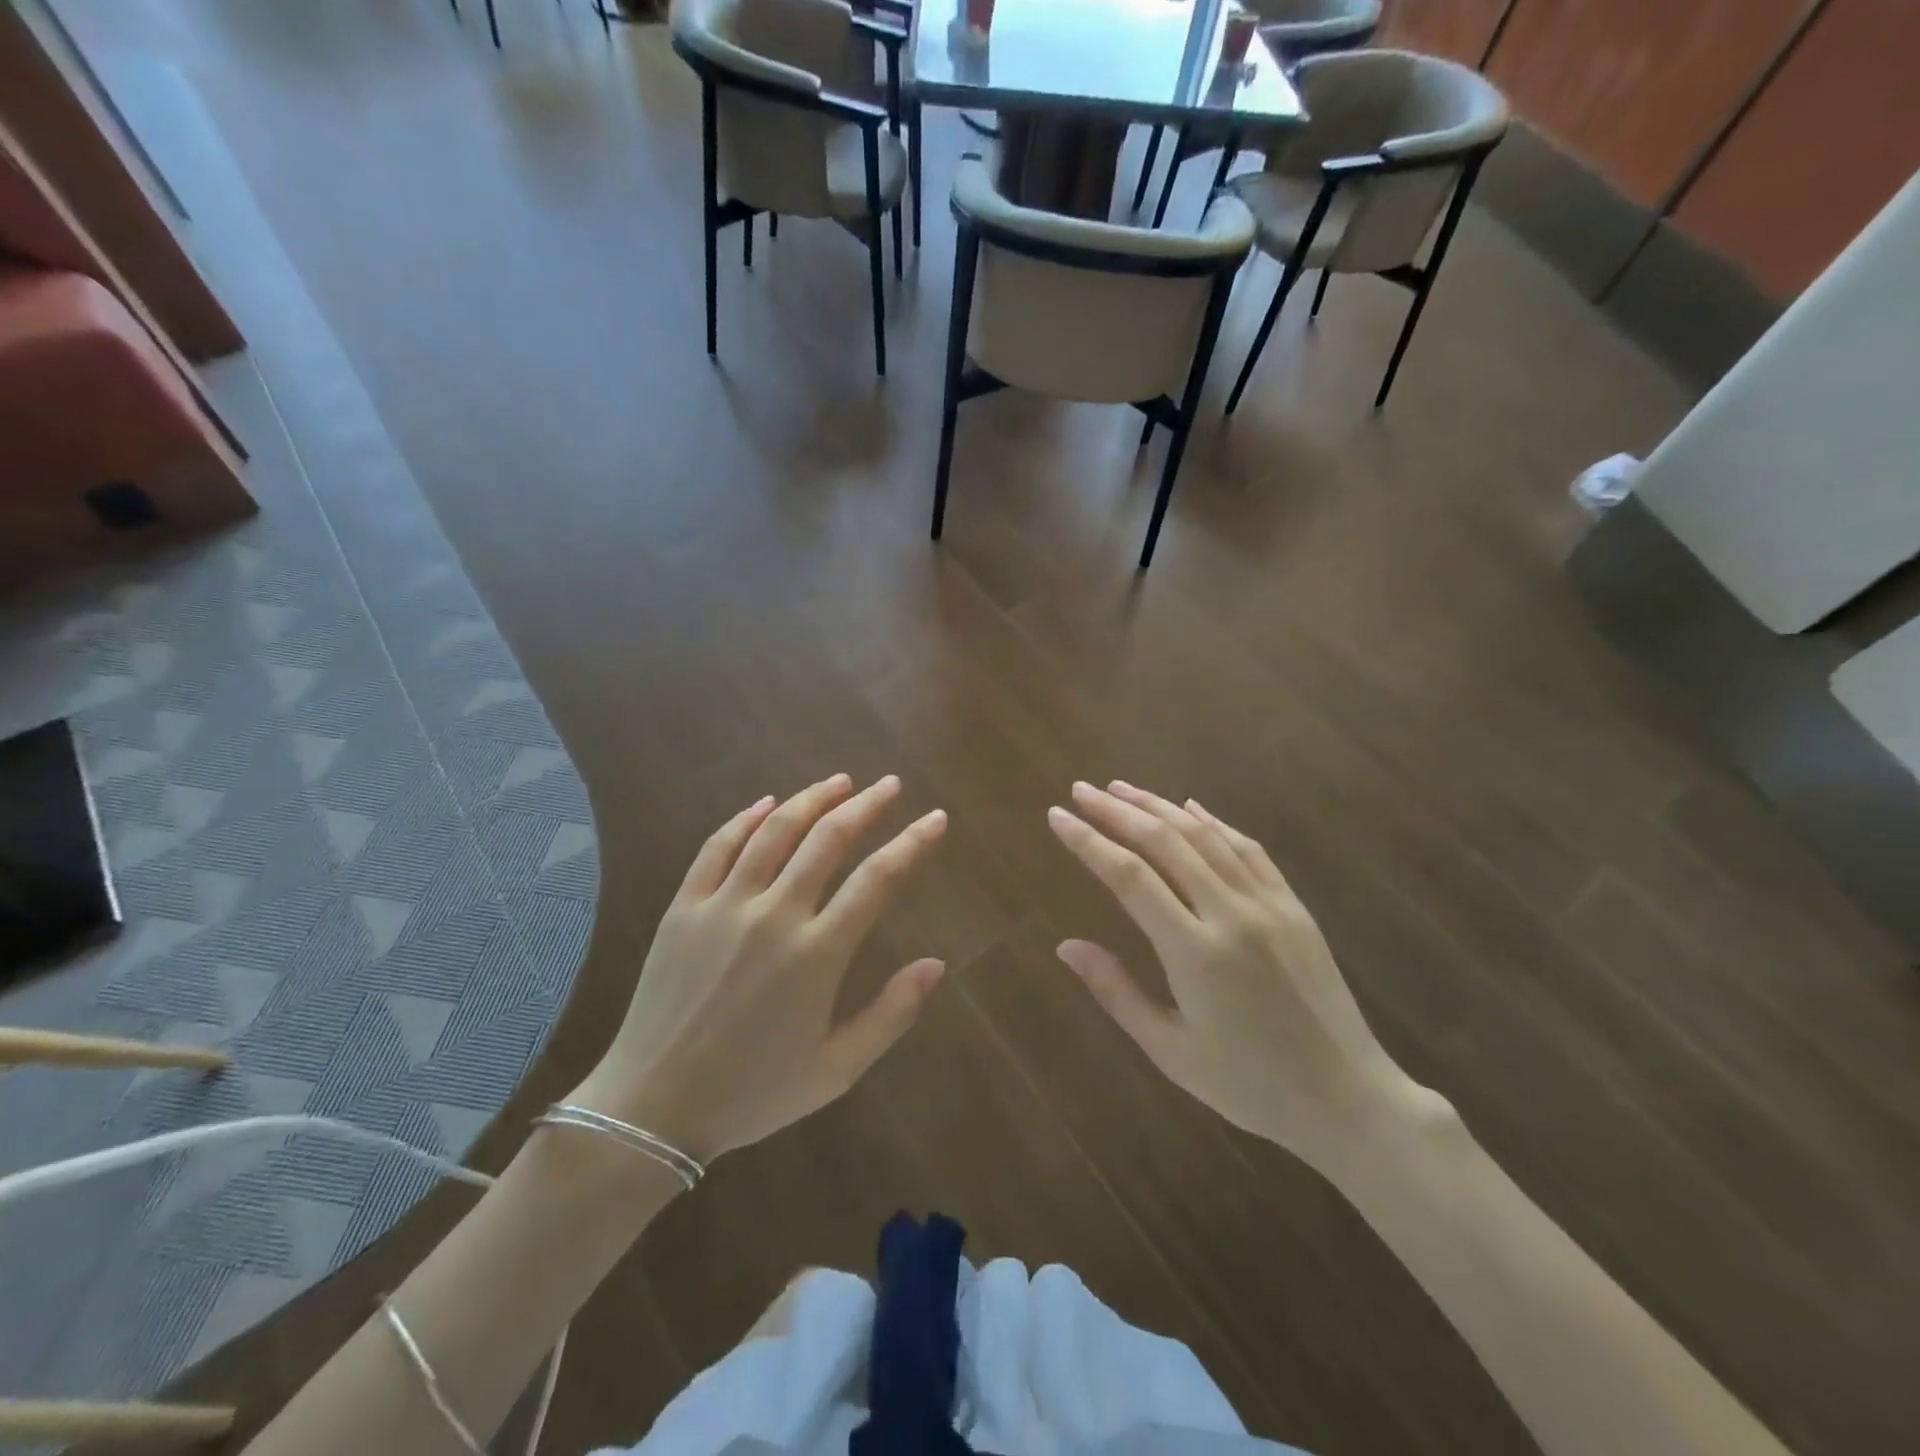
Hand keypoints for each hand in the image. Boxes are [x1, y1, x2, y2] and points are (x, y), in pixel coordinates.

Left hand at [570, 774, 947, 1163]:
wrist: (654, 1107)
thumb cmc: (753, 1093)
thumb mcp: (836, 1070)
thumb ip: (891, 1014)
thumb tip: (937, 965)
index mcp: (817, 954)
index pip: (878, 879)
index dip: (912, 843)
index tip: (936, 818)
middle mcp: (774, 916)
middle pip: (828, 839)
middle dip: (866, 805)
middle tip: (889, 785)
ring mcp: (724, 906)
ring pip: (775, 831)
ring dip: (812, 799)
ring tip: (840, 782)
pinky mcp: (685, 907)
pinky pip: (718, 847)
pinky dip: (746, 818)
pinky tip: (767, 803)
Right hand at [1048, 781, 1437, 1177]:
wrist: (1349, 1099)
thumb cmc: (1250, 1086)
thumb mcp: (1171, 1051)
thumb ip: (1117, 992)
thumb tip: (1065, 946)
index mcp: (1195, 954)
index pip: (1129, 878)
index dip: (1089, 841)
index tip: (1057, 816)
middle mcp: (1231, 915)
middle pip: (1165, 842)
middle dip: (1117, 811)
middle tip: (1081, 790)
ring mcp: (1268, 905)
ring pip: (1205, 836)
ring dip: (1159, 806)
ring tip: (1121, 788)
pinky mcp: (1293, 906)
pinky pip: (1248, 848)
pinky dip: (1213, 822)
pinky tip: (1189, 806)